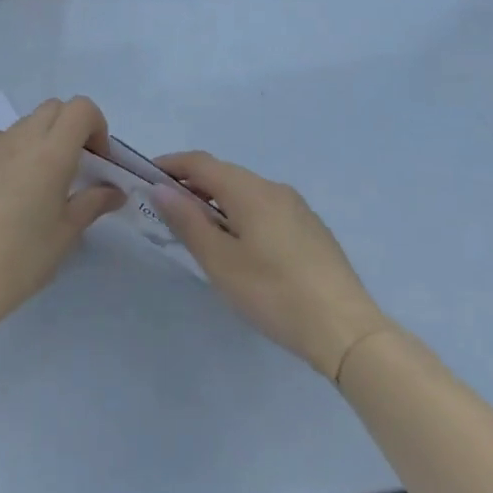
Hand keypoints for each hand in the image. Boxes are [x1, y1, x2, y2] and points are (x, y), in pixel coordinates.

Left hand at [0, 97, 125, 324]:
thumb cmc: (23, 256)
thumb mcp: (67, 232)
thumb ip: (93, 202)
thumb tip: (114, 191)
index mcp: (51, 151)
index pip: (81, 109)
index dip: (96, 126)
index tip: (97, 160)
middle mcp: (20, 137)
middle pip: (54, 109)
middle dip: (71, 129)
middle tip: (75, 169)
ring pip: (26, 123)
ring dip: (42, 138)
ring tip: (40, 182)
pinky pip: (0, 140)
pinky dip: (15, 150)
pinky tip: (10, 190)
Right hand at [150, 152, 388, 381]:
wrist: (346, 329)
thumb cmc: (274, 293)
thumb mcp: (220, 261)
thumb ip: (187, 221)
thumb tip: (161, 188)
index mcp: (248, 189)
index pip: (200, 162)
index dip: (171, 165)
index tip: (146, 177)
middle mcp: (273, 188)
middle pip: (224, 174)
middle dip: (192, 185)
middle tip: (168, 210)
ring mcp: (297, 207)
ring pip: (246, 192)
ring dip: (217, 202)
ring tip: (201, 233)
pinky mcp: (311, 229)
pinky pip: (265, 208)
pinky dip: (242, 215)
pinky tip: (241, 247)